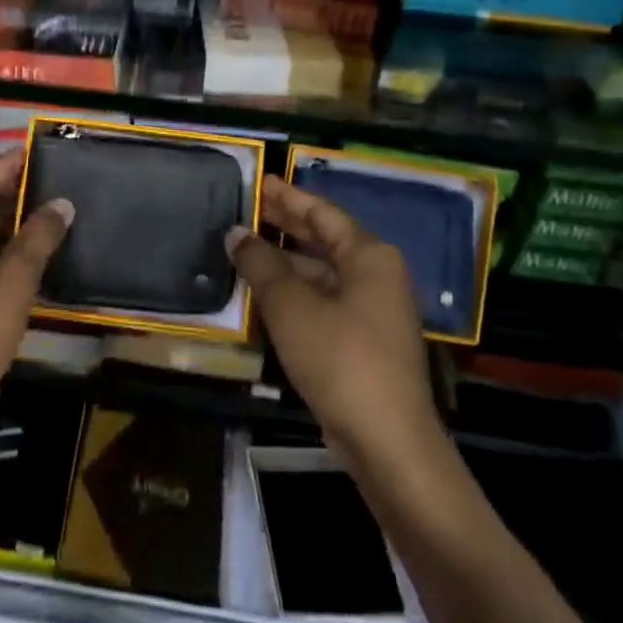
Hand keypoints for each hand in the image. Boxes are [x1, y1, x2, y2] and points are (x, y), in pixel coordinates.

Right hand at [227, 175, 442, 468]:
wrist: (386, 441)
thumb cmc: (340, 358)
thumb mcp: (291, 306)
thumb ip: (260, 264)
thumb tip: (235, 233)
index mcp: (369, 256)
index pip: (322, 212)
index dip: (287, 196)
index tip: (258, 181)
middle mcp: (376, 276)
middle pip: (324, 239)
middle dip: (285, 224)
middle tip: (245, 208)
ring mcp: (371, 311)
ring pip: (321, 273)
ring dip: (284, 262)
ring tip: (243, 248)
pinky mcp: (362, 341)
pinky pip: (322, 301)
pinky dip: (293, 292)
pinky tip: (262, 293)